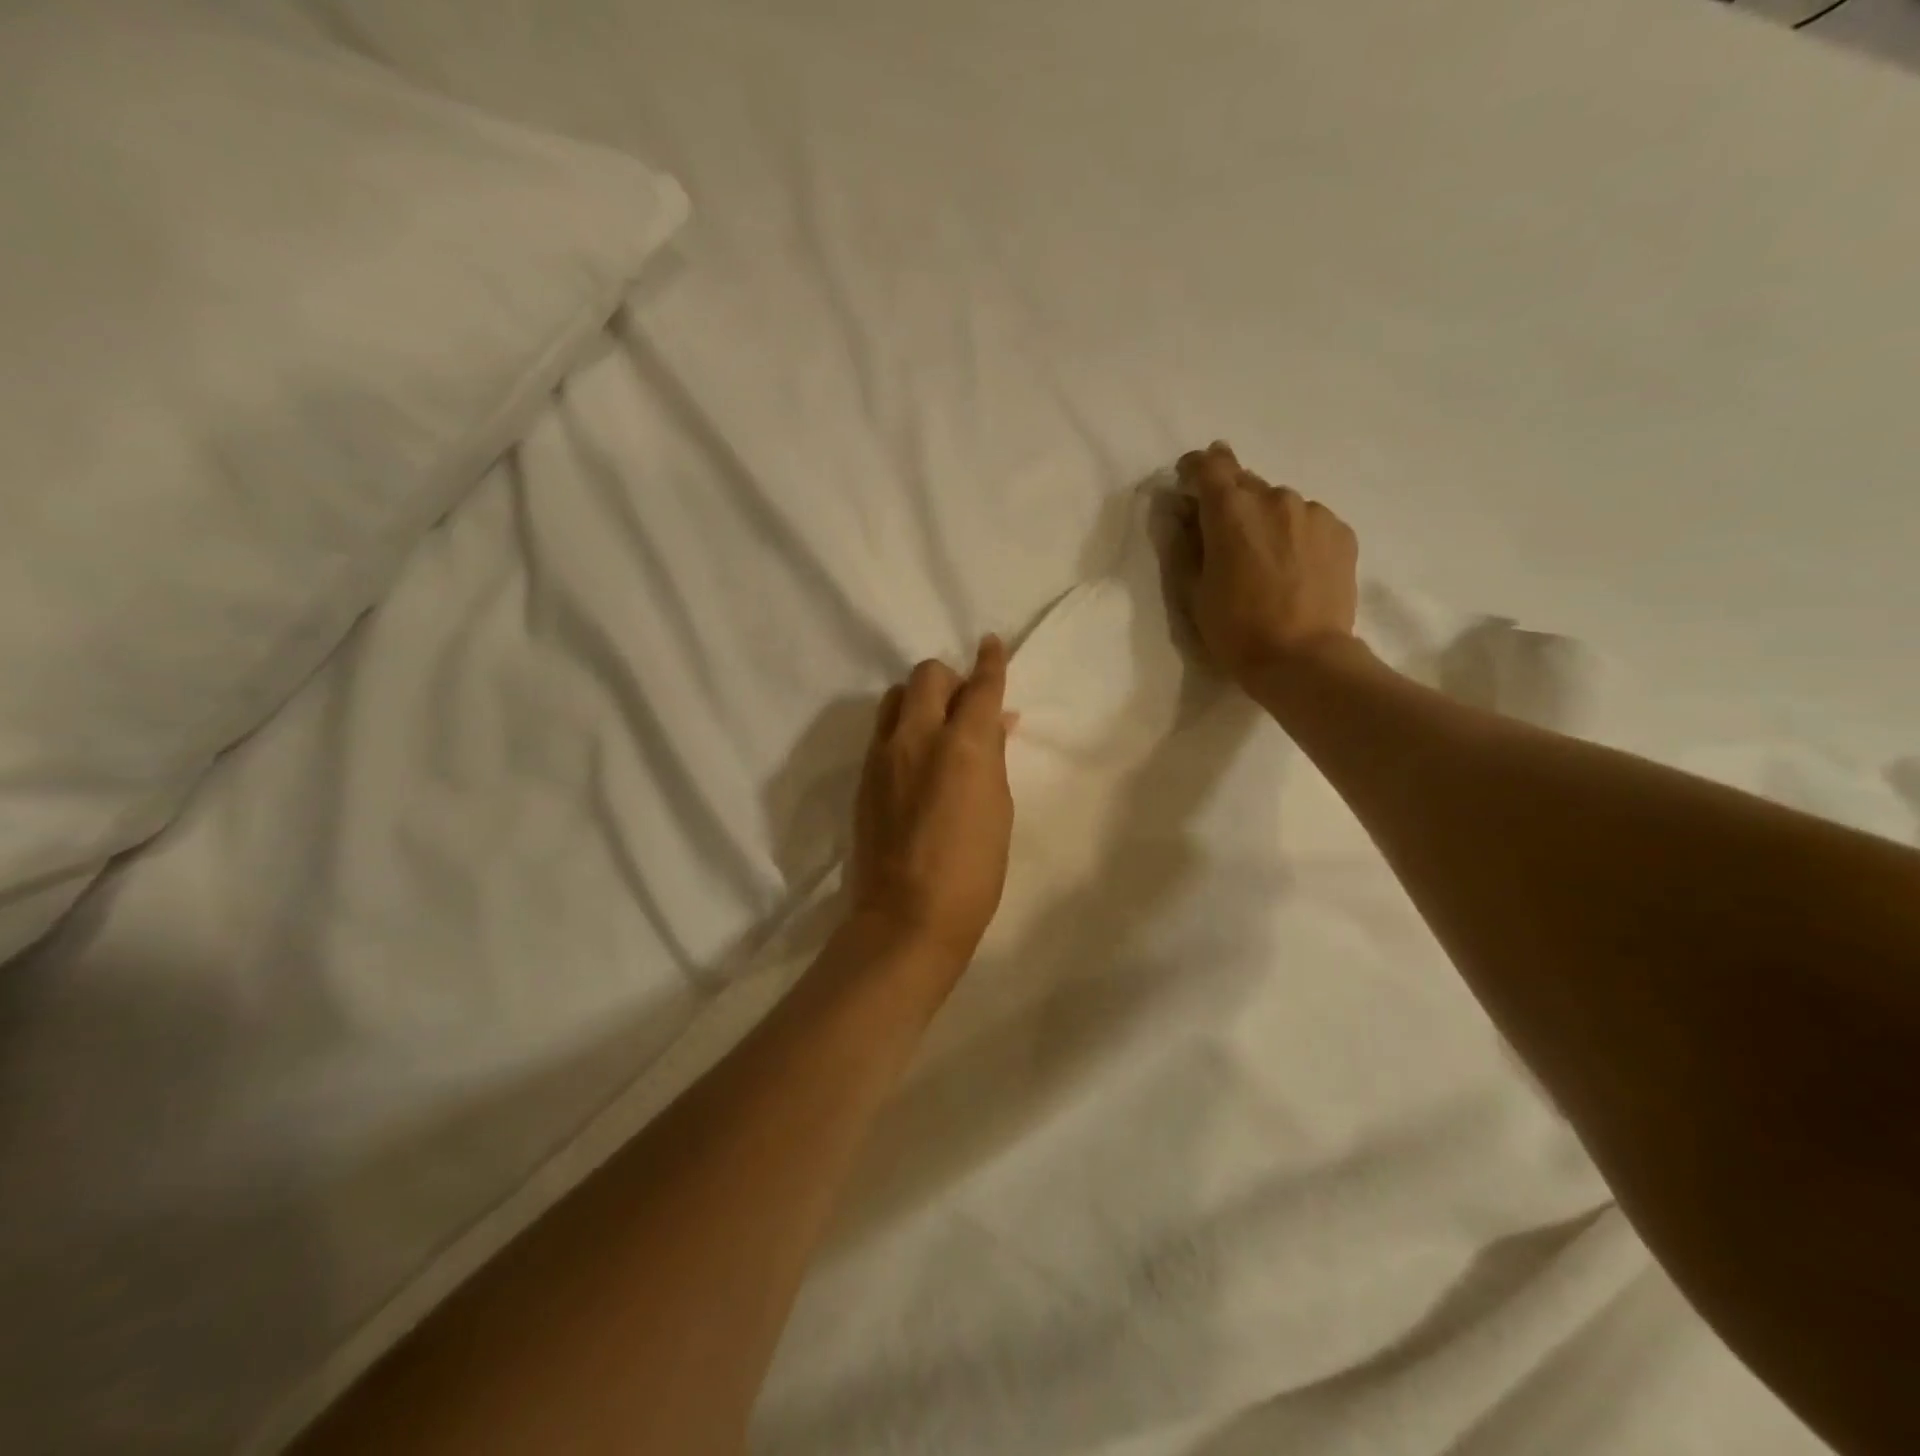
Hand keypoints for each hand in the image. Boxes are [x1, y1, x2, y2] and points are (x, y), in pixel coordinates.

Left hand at [846, 636, 1015, 975]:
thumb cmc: (973, 871)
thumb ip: (992, 756)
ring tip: (938, 729)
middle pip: (928, 675)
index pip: (979, 686)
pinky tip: (916, 759)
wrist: (906, 917)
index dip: (991, 661)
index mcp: (964, 745)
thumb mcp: (998, 809)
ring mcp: (883, 755)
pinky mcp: (864, 776)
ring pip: (898, 697)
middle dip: (951, 679)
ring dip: (921, 700)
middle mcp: (918, 736)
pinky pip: (884, 731)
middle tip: (966, 706)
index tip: (992, 643)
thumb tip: (992, 723)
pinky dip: (904, 729)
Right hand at [1176, 441, 1360, 690]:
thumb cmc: (1236, 629)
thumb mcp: (1193, 591)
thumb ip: (1186, 544)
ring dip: (1266, 521)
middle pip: (1246, 483)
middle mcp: (1275, 498)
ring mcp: (1313, 513)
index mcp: (1231, 510)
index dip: (1196, 468)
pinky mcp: (1341, 532)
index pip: (1210, 464)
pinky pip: (1309, 523)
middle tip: (1226, 538)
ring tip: (1266, 561)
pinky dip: (1296, 536)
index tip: (1189, 482)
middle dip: (1231, 502)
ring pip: (1280, 505)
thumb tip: (1184, 515)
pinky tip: (1295, 570)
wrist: (1303, 659)